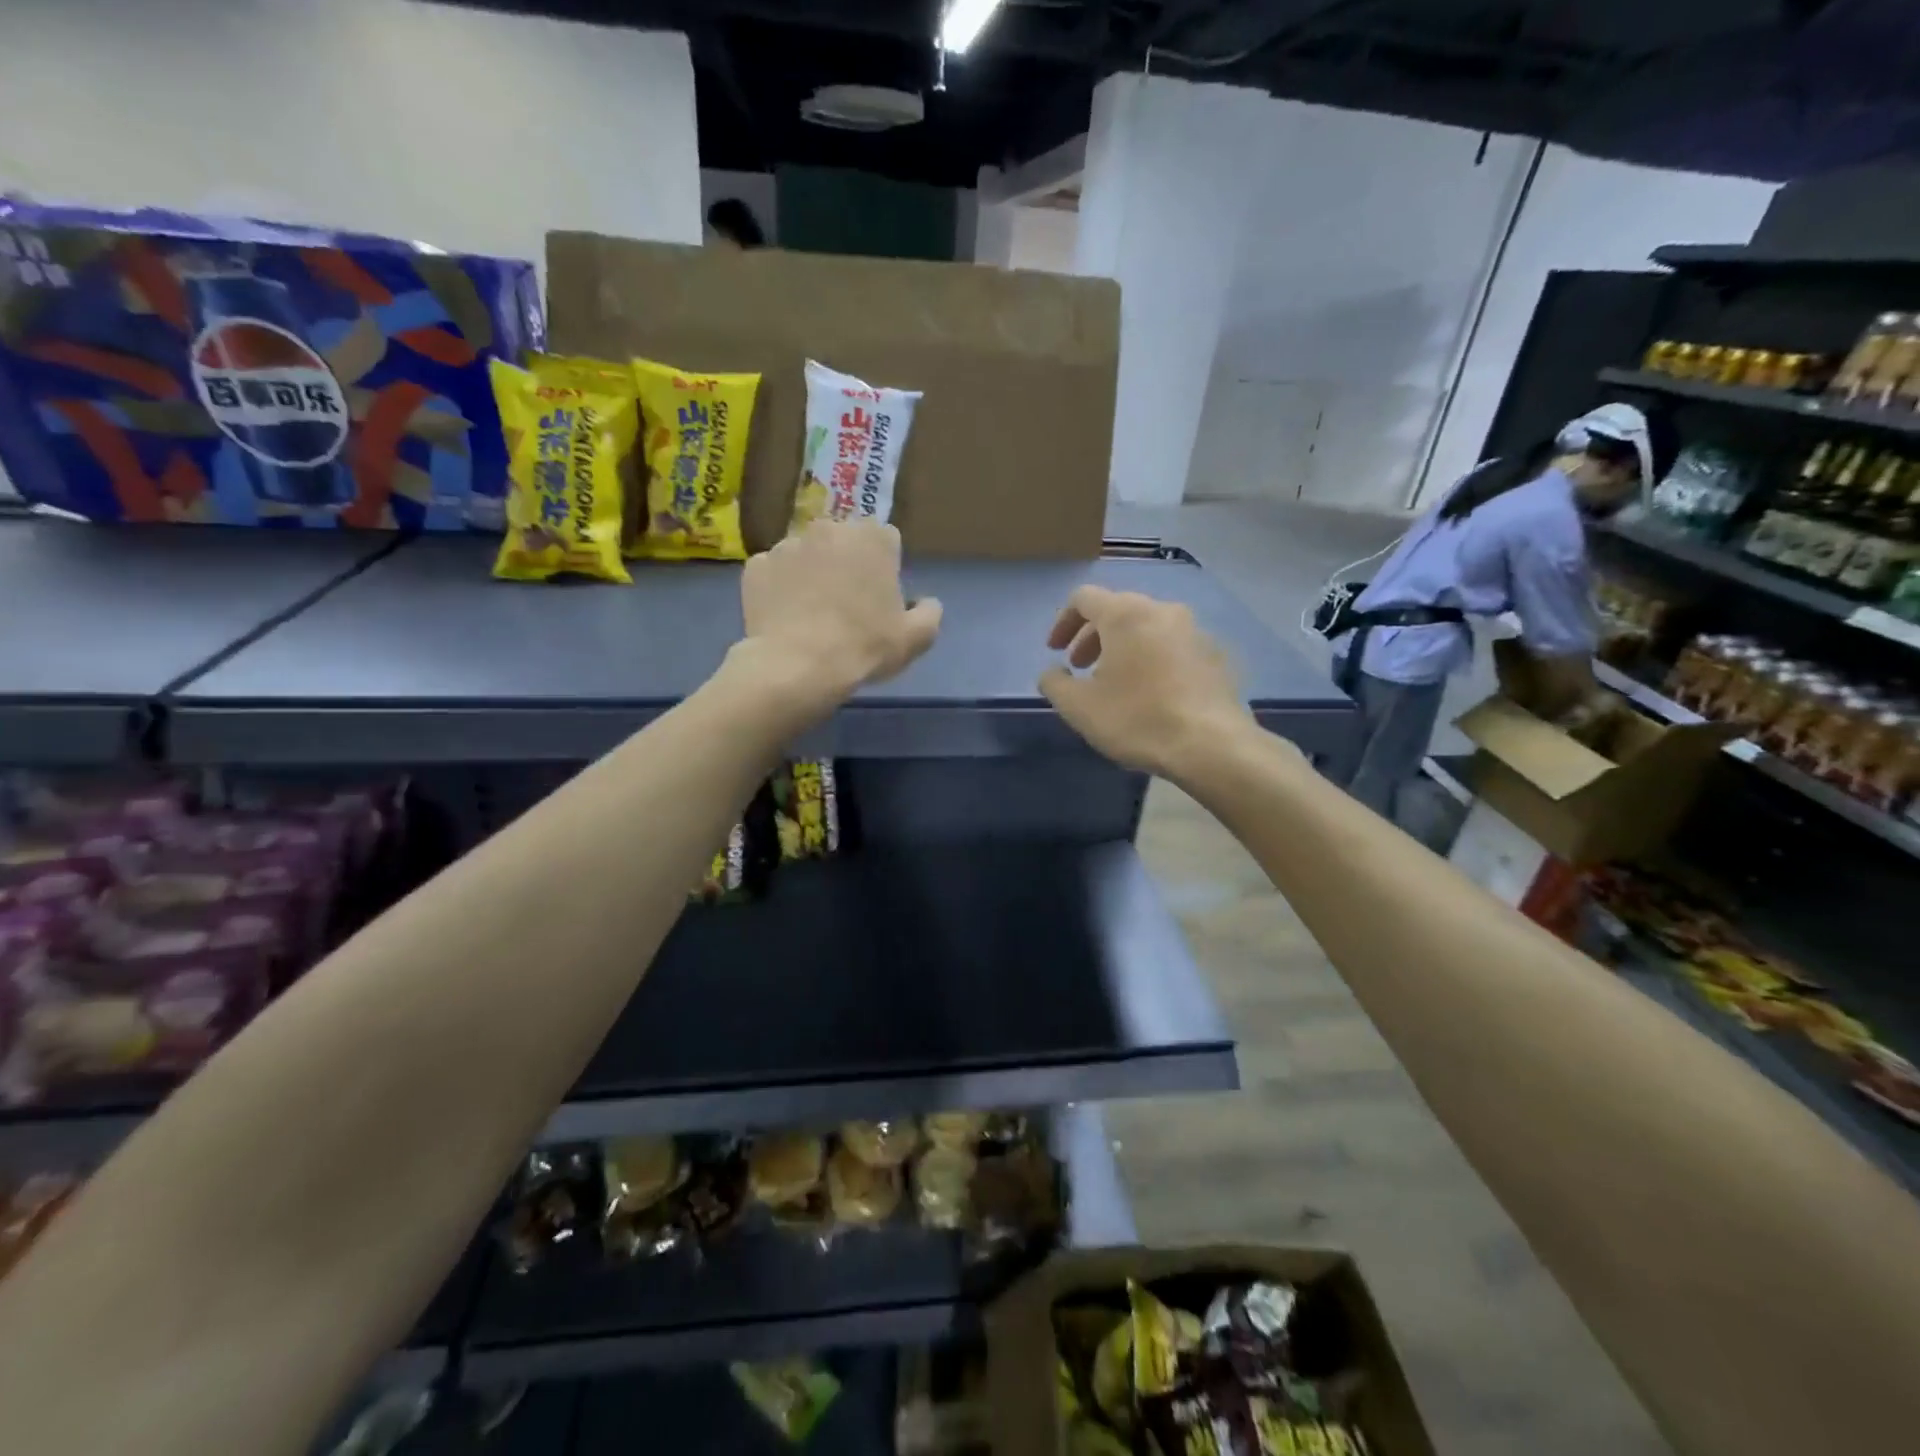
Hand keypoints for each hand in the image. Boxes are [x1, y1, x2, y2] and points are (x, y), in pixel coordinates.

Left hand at [735, 521, 942, 716]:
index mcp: (872, 537)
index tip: (880, 596)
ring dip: (812, 573)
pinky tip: (786, 617)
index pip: (886, 540)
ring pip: (806, 555)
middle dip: (846, 564)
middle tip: (846, 604)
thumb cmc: (865, 646)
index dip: (884, 568)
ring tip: (812, 613)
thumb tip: (925, 602)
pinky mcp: (756, 566)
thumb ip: (929, 612)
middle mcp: (828, 528)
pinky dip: (780, 588)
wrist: (799, 666)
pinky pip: (774, 573)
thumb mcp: (916, 638)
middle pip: (843, 542)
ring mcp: (787, 544)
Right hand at [1038, 584, 1252, 775]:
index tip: (1055, 651)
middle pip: (1118, 610)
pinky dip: (1152, 659)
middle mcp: (1162, 610)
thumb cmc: (1137, 719)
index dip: (1063, 621)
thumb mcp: (1079, 707)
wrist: (1212, 745)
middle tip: (1080, 668)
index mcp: (1126, 614)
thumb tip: (1052, 672)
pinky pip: (1173, 646)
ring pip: (1148, 627)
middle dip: (1092, 636)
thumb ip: (1054, 683)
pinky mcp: (1216, 655)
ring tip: (1115, 682)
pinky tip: (1150, 694)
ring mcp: (1195, 631)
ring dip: (1123, 648)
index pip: (1084, 598)